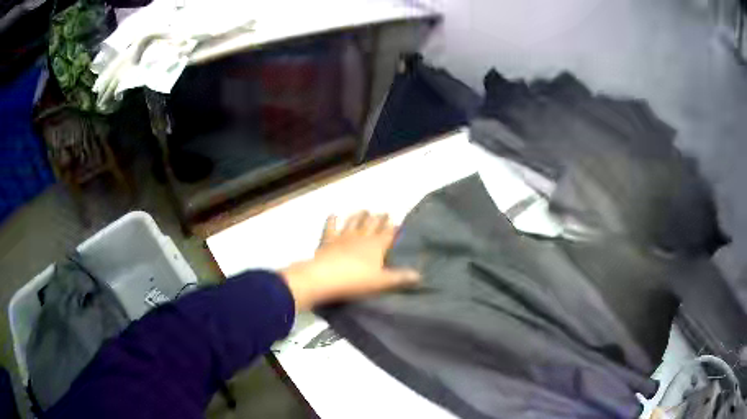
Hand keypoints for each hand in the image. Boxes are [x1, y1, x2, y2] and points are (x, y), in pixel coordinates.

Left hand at [280, 211, 419, 310]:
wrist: (325, 277)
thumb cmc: (356, 280)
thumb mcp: (382, 282)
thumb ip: (400, 277)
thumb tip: (419, 275)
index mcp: (376, 246)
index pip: (388, 233)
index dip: (394, 227)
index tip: (398, 221)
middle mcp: (361, 237)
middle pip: (373, 224)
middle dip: (379, 218)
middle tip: (384, 212)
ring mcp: (343, 236)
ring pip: (354, 222)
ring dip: (359, 215)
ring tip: (364, 210)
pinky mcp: (328, 240)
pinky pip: (331, 227)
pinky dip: (332, 220)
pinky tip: (333, 214)